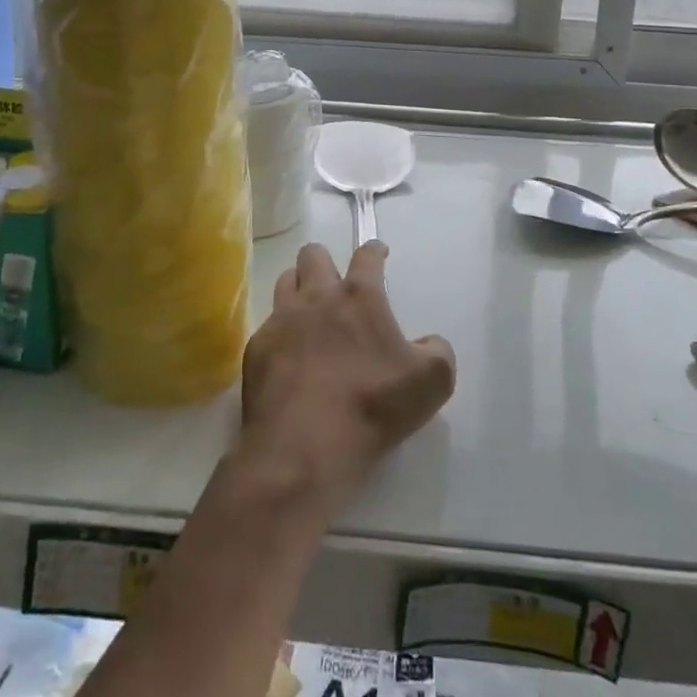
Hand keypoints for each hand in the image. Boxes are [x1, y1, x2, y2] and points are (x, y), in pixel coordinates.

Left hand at [238, 242, 455, 519]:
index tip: (378, 252)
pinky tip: (287, 356)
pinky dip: (280, 333)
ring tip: (307, 310)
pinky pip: (267, 325)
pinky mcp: (257, 348)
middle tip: (335, 284)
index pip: (367, 255)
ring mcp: (282, 319)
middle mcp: (317, 296)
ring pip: (285, 281)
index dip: (375, 250)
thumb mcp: (431, 383)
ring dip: (297, 287)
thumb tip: (430, 342)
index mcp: (359, 297)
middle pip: (313, 255)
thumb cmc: (372, 406)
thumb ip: (439, 353)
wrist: (304, 445)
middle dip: (325, 261)